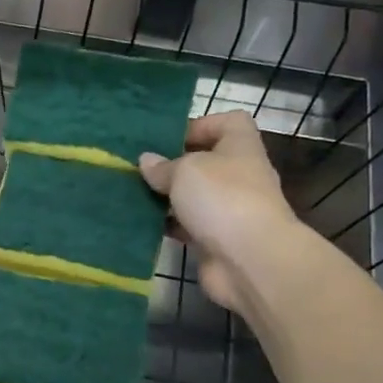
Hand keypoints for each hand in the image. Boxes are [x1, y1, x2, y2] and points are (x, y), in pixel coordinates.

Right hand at [139, 110, 303, 310]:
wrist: (249, 260)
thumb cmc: (222, 198)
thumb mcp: (185, 170)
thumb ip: (163, 166)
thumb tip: (147, 161)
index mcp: (240, 148)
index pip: (230, 123)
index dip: (202, 124)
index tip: (169, 138)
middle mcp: (238, 176)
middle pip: (206, 161)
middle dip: (174, 164)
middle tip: (141, 168)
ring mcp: (229, 210)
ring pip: (193, 196)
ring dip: (167, 196)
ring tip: (133, 194)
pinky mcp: (215, 240)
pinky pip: (187, 225)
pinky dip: (167, 225)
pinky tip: (142, 223)